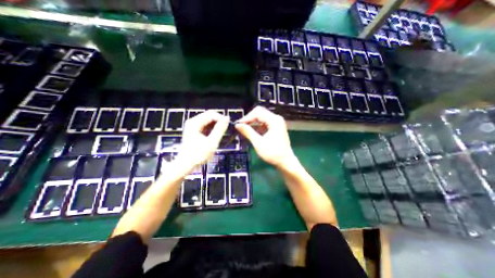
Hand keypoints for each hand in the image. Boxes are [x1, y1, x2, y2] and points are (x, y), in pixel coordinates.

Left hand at [175, 109, 228, 169]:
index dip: (221, 118)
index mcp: (195, 123)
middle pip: (209, 115)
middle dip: (219, 120)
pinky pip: (205, 124)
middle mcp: (193, 121)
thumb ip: (219, 129)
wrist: (186, 164)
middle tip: (226, 128)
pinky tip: (216, 133)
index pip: (211, 114)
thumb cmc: (198, 154)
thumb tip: (227, 119)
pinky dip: (212, 127)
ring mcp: (193, 125)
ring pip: (208, 119)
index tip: (229, 125)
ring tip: (223, 131)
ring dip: (216, 124)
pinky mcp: (194, 130)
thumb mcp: (212, 142)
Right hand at [236, 107, 296, 167]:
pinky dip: (258, 127)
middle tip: (241, 127)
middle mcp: (276, 119)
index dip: (247, 117)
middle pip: (260, 113)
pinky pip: (265, 123)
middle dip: (249, 119)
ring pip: (262, 118)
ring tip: (245, 130)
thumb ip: (248, 132)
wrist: (286, 162)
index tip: (239, 125)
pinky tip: (253, 133)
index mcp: (274, 120)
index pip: (258, 112)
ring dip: (253, 123)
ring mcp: (277, 123)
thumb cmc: (273, 153)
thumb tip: (237, 125)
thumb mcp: (258, 143)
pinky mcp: (276, 128)